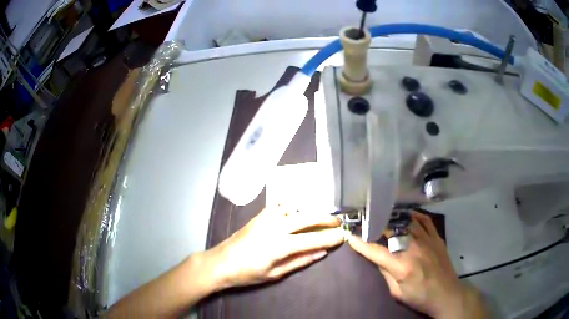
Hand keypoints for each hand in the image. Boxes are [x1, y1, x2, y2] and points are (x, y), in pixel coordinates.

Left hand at [203, 206, 344, 289]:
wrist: (220, 262)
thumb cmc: (247, 273)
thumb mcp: (275, 273)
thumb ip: (300, 261)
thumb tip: (321, 253)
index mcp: (280, 245)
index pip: (312, 240)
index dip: (329, 238)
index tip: (342, 236)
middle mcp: (275, 227)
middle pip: (307, 218)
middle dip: (325, 218)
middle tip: (337, 222)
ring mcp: (266, 218)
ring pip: (294, 207)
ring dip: (310, 210)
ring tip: (320, 217)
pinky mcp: (259, 215)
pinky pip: (279, 204)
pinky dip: (291, 205)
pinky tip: (296, 209)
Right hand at [348, 212, 486, 318]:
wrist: (446, 294)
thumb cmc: (420, 297)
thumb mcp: (397, 293)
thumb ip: (386, 274)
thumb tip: (377, 258)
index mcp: (401, 266)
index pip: (375, 251)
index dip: (360, 243)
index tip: (350, 236)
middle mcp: (413, 248)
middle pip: (391, 230)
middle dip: (375, 225)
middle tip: (366, 222)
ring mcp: (427, 240)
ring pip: (407, 222)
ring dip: (394, 217)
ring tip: (384, 214)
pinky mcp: (437, 238)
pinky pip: (425, 221)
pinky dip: (415, 215)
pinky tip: (408, 215)